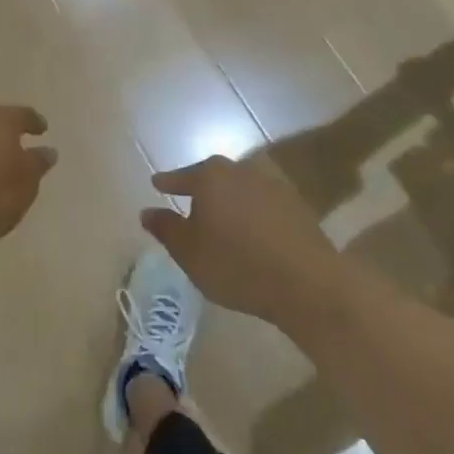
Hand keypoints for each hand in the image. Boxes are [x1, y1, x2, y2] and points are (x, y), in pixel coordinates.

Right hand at [141, 156, 347, 326]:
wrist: (307, 283)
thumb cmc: (237, 265)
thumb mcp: (189, 253)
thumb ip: (166, 229)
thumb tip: (147, 211)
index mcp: (210, 177)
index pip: (181, 177)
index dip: (167, 183)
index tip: (156, 184)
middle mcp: (240, 170)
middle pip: (212, 176)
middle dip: (200, 189)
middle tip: (189, 202)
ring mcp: (272, 184)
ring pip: (239, 188)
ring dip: (228, 200)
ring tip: (220, 219)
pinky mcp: (296, 203)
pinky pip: (262, 203)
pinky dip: (252, 212)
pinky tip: (250, 231)